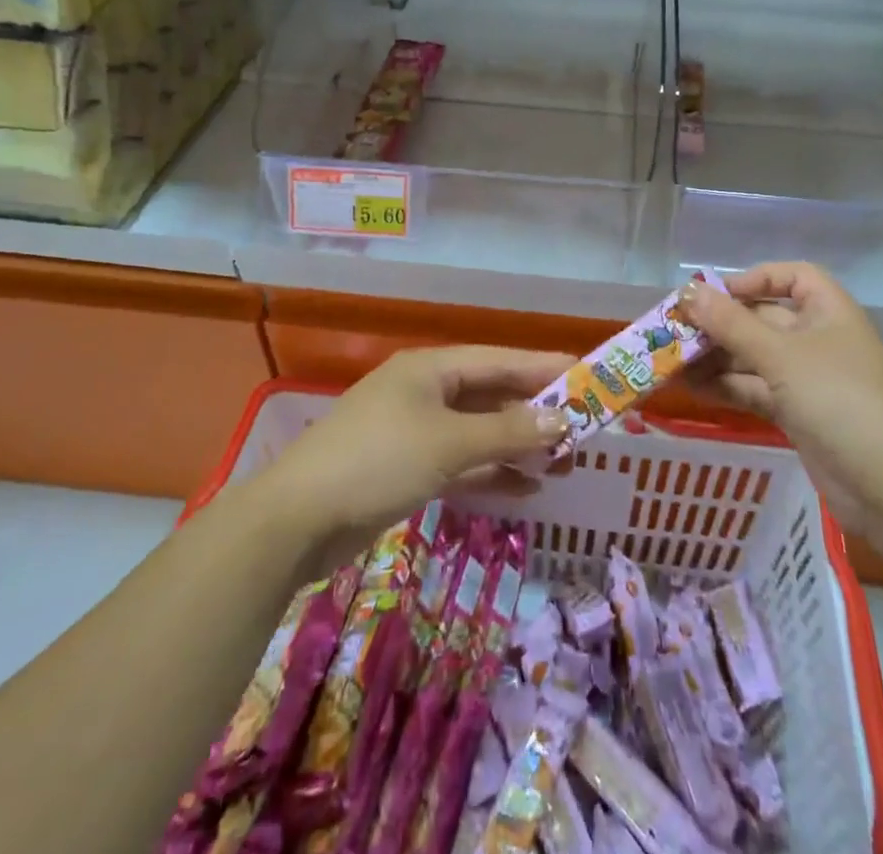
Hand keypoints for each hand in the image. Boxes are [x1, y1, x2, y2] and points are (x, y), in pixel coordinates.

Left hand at [258, 346, 572, 569]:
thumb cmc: (377, 462)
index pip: (501, 360)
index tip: (587, 374)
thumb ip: (507, 433)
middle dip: (535, 413)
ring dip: (517, 446)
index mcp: (431, 369)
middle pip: (491, 395)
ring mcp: (414, 431)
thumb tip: (562, 420)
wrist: (295, 521)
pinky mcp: (406, 468)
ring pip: (478, 432)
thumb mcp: (448, 443)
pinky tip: (526, 489)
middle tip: (582, 429)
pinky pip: (461, 462)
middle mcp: (425, 392)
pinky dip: (491, 472)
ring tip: (563, 463)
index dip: (544, 367)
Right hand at [682, 263, 882, 507]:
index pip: (792, 277)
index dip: (753, 279)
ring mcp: (811, 380)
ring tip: (673, 364)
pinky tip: (694, 389)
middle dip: (722, 325)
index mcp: (829, 312)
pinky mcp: (801, 416)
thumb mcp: (780, 355)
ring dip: (718, 359)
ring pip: (756, 358)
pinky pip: (758, 391)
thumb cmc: (839, 400)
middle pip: (765, 319)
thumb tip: (687, 293)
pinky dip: (729, 388)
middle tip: (675, 332)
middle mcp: (820, 340)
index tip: (714, 295)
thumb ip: (731, 324)